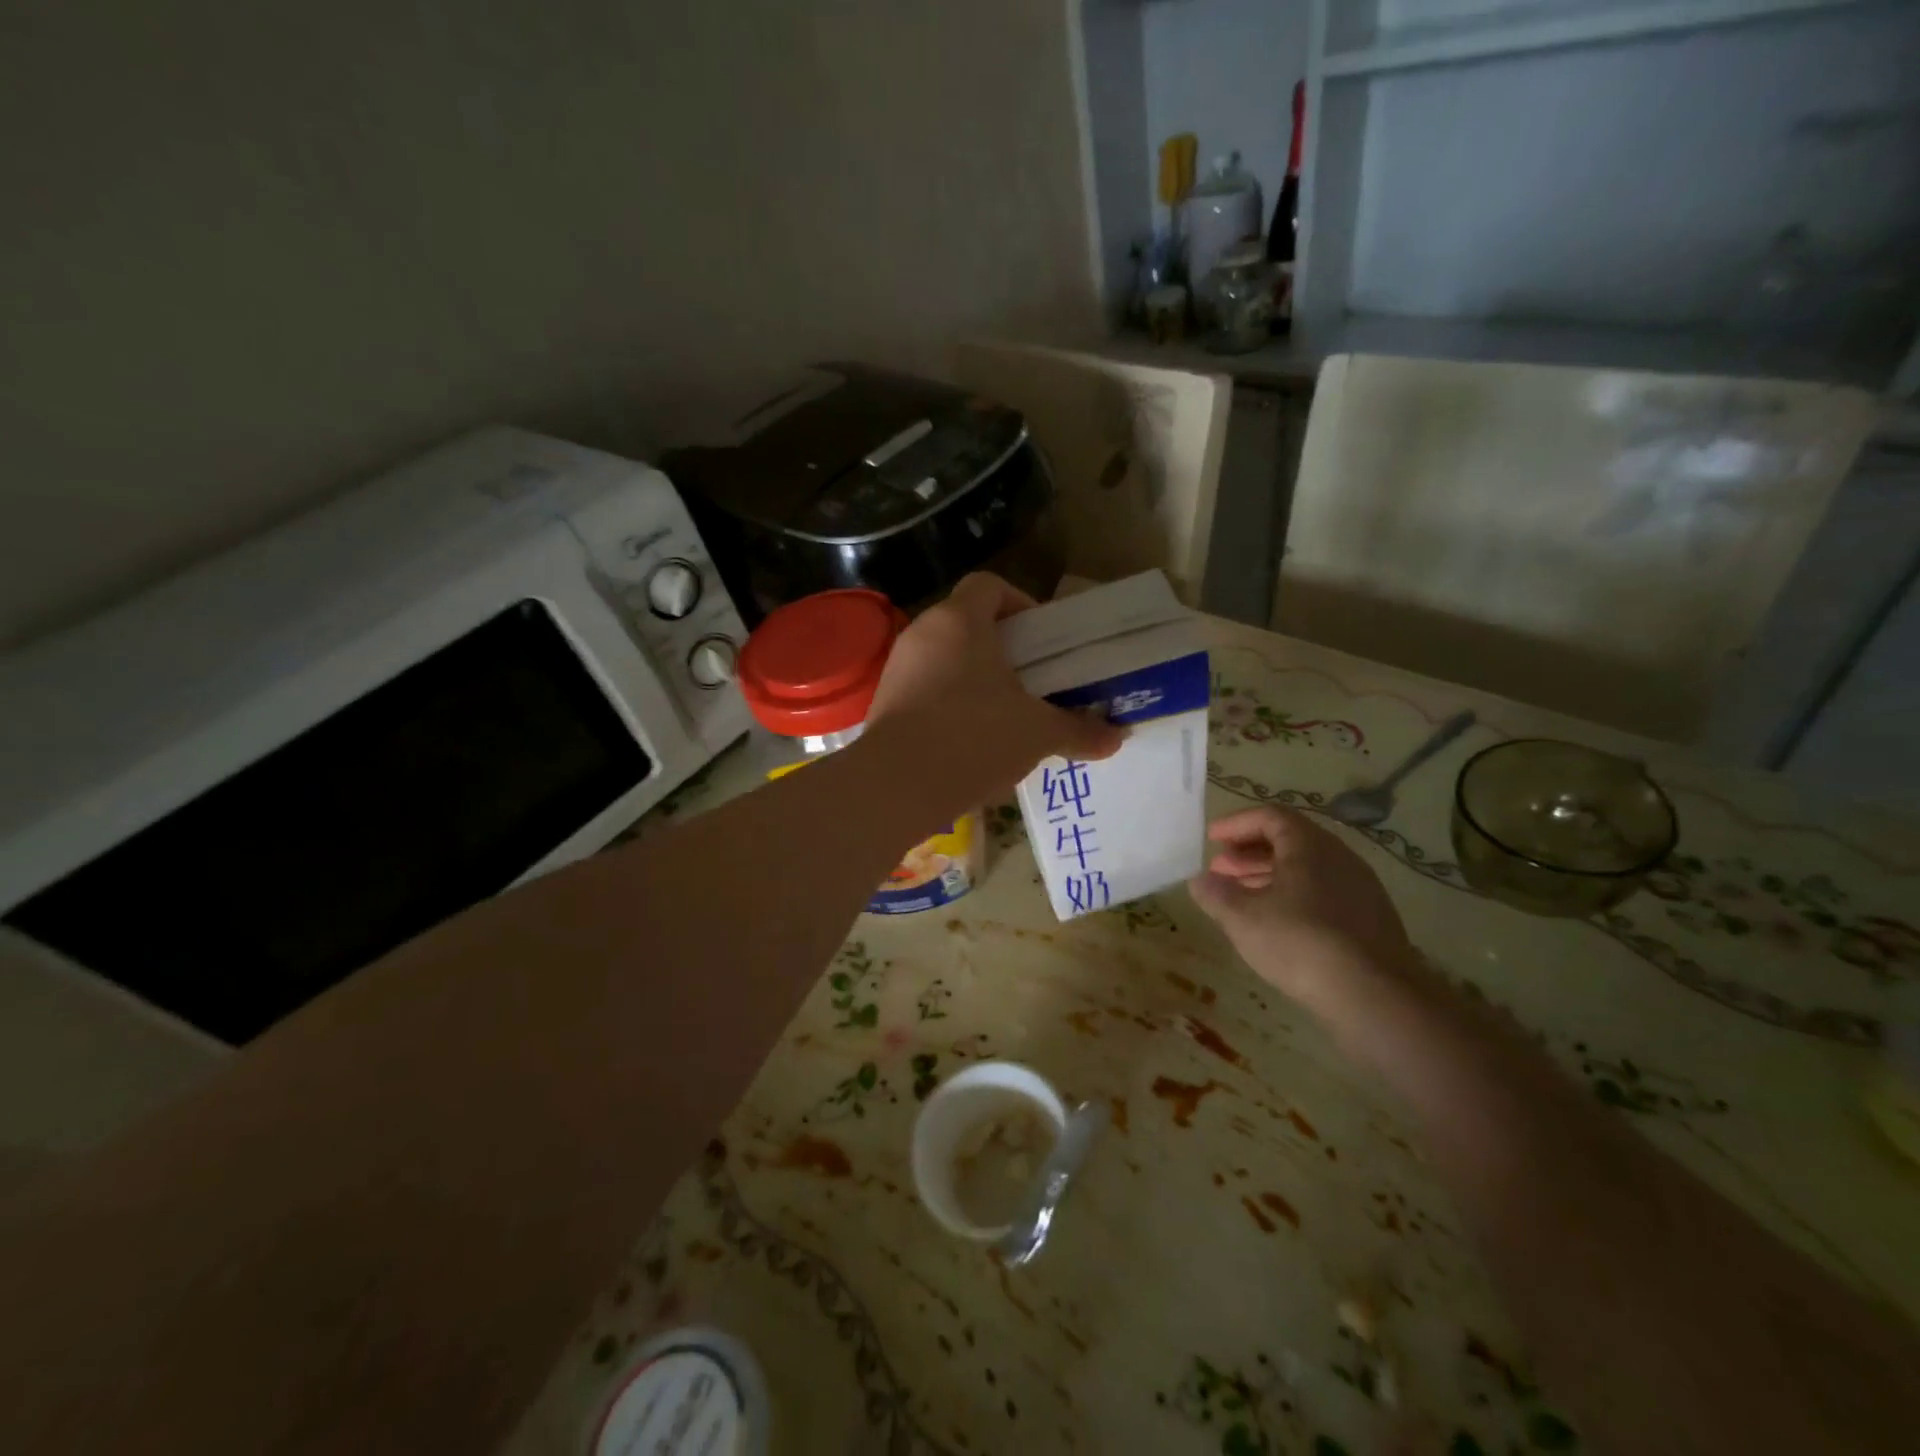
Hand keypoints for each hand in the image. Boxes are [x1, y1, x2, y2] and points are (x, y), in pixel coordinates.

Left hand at [867, 573, 1121, 802]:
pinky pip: (925, 687)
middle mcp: (923, 633)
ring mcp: (897, 667)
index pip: (989, 585)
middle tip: (1032, 681)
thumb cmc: (974, 738)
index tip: (1042, 640)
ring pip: (945, 658)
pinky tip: (970, 740)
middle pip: (967, 622)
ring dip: (975, 678)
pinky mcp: (883, 701)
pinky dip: (949, 702)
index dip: (1020, 603)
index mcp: (960, 621)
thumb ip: (1078, 730)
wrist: (895, 787)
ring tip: (1005, 715)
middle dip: (1003, 648)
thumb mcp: (1037, 733)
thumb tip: (1117, 738)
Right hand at [1189, 805, 1412, 1002]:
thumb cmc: (1300, 943)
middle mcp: (1339, 856)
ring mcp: (1360, 888)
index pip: (1269, 816)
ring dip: (1269, 875)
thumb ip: (1216, 894)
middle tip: (1220, 870)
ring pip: (1307, 868)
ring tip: (1242, 897)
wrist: (1375, 996)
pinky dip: (1293, 895)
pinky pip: (1323, 891)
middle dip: (1249, 852)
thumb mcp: (1243, 918)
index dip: (1236, 824)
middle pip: (1289, 840)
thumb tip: (1199, 880)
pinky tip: (1277, 923)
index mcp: (1309, 845)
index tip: (1211, 839)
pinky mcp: (1370, 918)